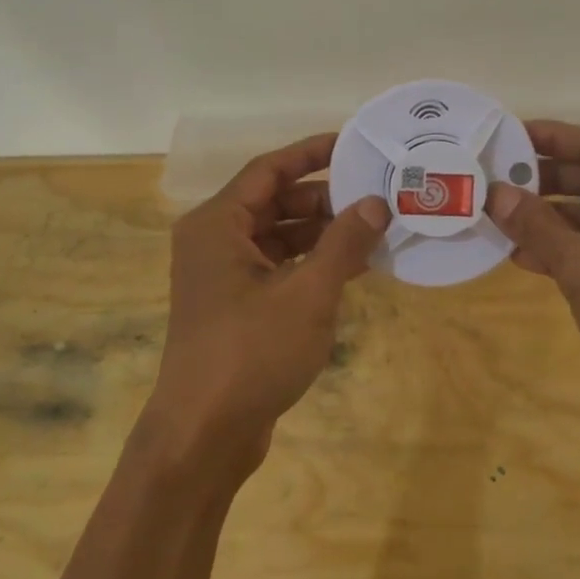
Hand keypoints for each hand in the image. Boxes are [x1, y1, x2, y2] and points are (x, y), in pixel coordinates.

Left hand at [144, 133, 390, 476]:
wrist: (203, 435)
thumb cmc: (251, 353)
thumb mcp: (308, 294)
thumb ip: (343, 242)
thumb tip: (376, 202)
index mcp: (218, 224)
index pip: (269, 169)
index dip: (311, 153)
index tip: (353, 143)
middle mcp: (214, 240)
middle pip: (275, 201)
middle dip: (324, 198)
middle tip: (375, 195)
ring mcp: (222, 275)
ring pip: (278, 235)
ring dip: (321, 232)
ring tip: (373, 230)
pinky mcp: (234, 304)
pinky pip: (276, 266)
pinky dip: (309, 262)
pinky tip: (351, 267)